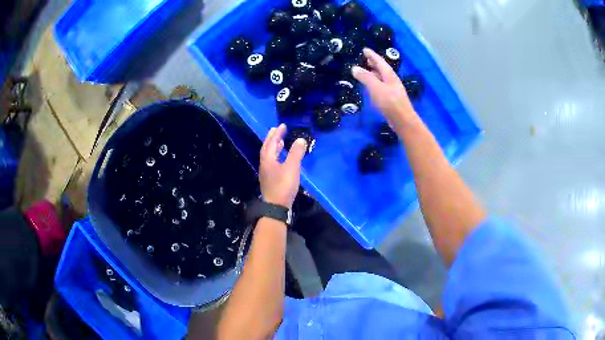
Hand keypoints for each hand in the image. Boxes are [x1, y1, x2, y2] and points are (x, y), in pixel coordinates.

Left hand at [259, 124, 306, 208]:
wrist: (276, 206)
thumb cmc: (283, 185)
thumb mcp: (292, 167)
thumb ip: (296, 153)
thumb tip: (300, 139)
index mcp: (268, 159)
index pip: (271, 142)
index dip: (276, 133)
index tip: (282, 125)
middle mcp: (264, 164)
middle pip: (267, 148)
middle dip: (272, 138)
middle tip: (277, 130)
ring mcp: (266, 172)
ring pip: (269, 155)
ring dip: (274, 147)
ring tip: (280, 142)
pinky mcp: (270, 179)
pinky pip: (272, 162)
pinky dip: (276, 156)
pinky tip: (282, 159)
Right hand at [352, 48, 416, 131]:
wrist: (403, 121)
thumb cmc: (390, 103)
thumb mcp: (376, 88)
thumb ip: (365, 77)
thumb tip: (354, 68)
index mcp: (389, 75)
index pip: (380, 61)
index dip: (372, 55)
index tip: (365, 49)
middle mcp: (392, 81)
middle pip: (382, 69)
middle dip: (374, 63)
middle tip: (365, 59)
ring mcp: (393, 90)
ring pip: (382, 78)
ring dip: (374, 73)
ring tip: (366, 71)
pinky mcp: (391, 99)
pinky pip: (381, 86)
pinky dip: (375, 82)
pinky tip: (371, 87)